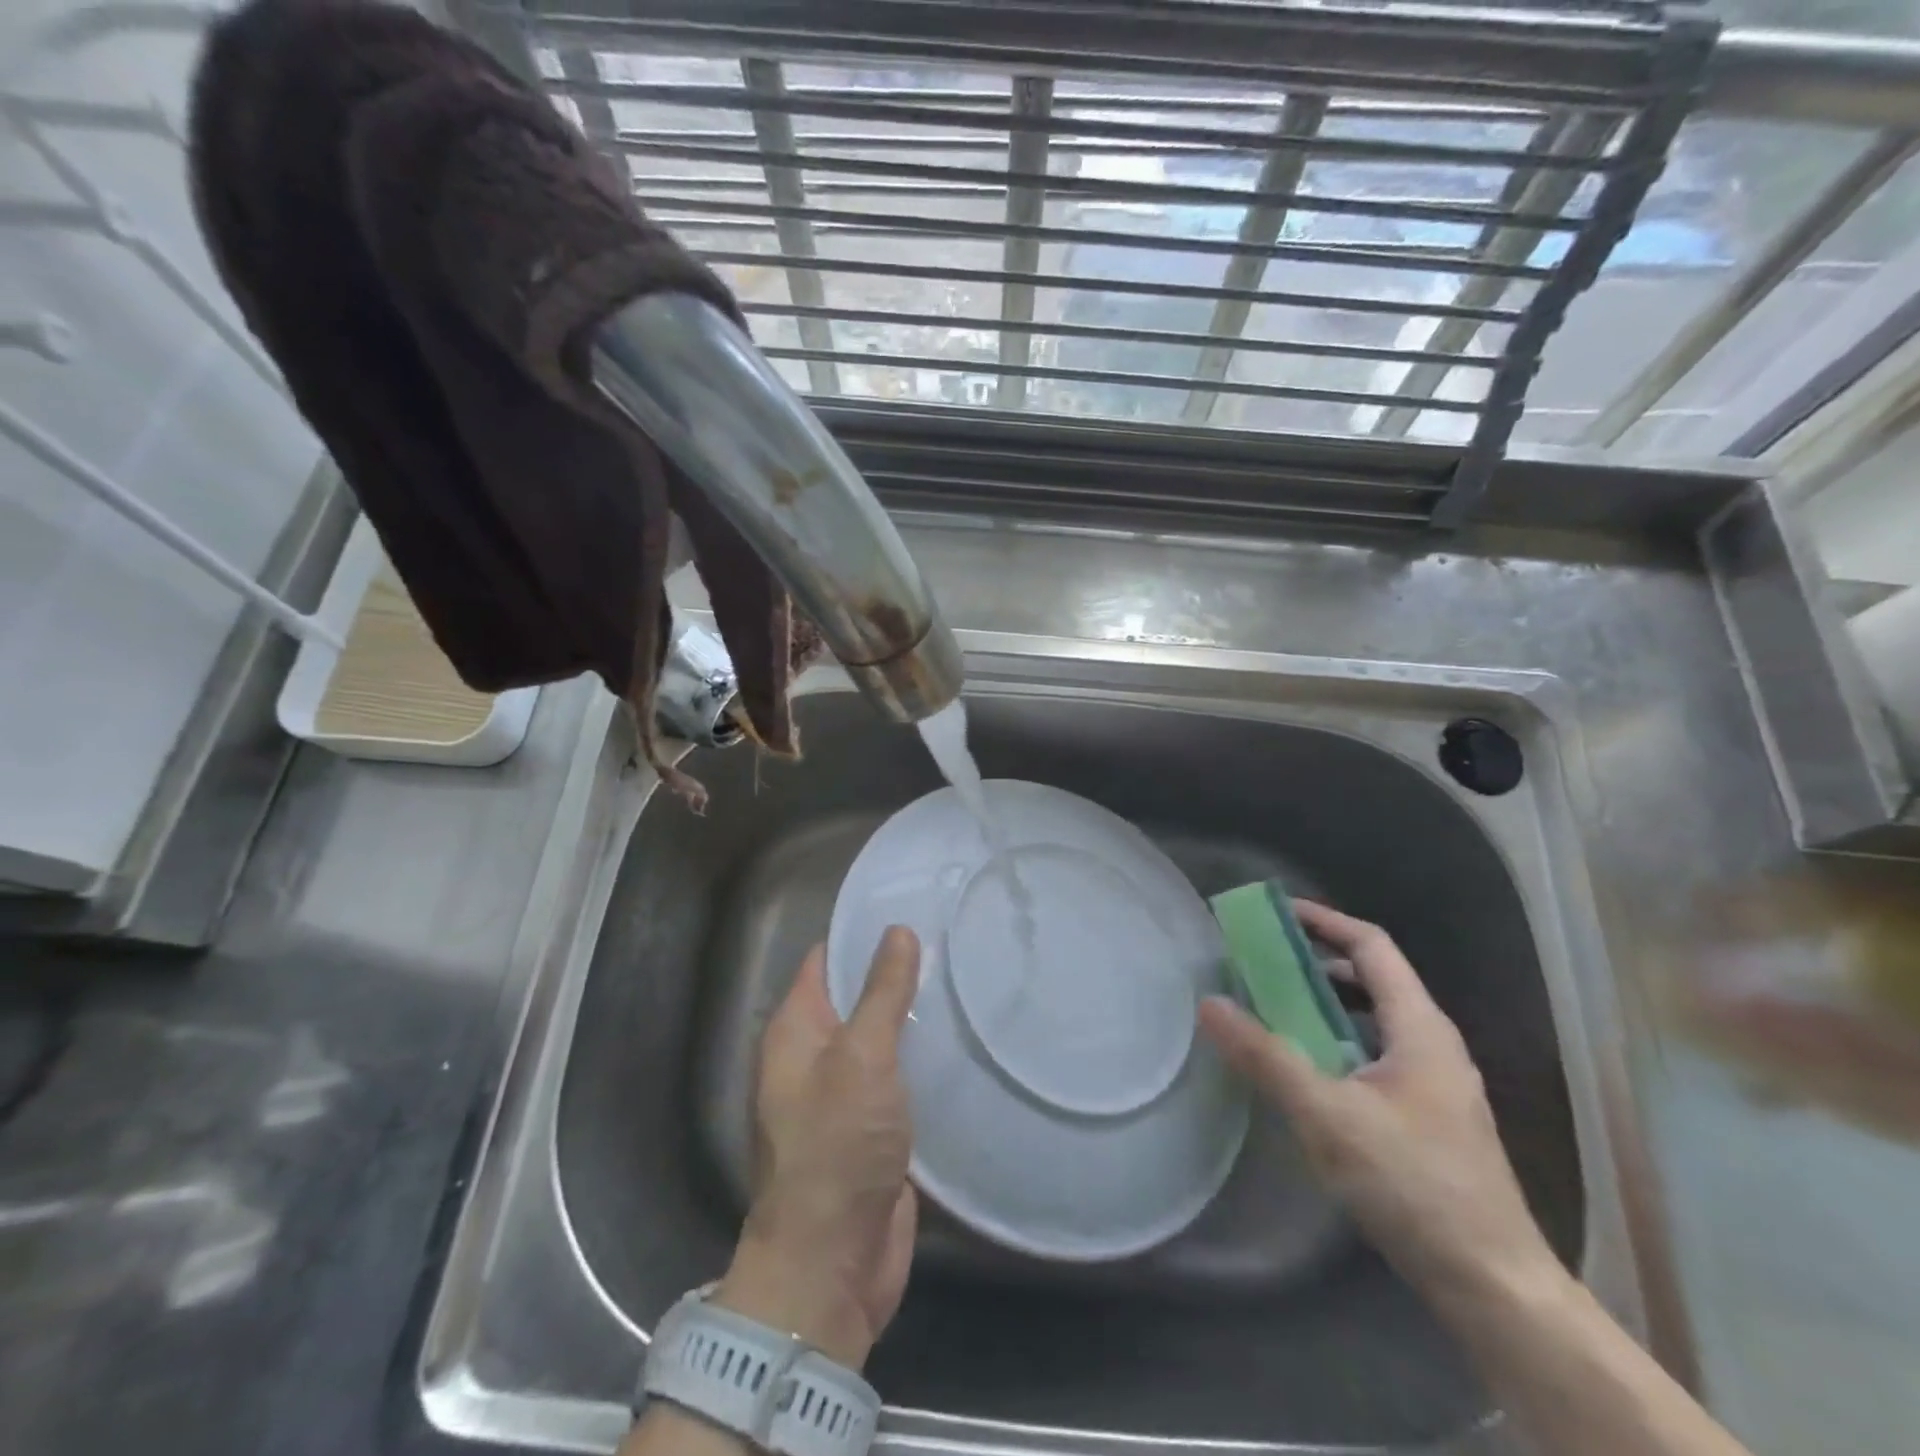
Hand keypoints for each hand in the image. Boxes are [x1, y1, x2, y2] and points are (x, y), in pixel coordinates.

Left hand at [716, 927, 920, 1369]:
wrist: (831, 1264)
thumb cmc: (836, 1147)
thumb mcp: (861, 1058)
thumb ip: (882, 993)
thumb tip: (897, 930)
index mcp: (795, 1030)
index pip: (826, 960)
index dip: (862, 933)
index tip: (911, 906)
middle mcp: (815, 1056)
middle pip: (857, 997)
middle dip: (897, 972)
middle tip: (953, 939)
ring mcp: (846, 1094)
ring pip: (882, 1038)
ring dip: (914, 1017)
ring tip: (966, 978)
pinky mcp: (875, 1127)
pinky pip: (899, 1077)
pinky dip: (922, 1059)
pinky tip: (963, 1040)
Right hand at [1198, 900, 1562, 1315]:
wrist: (1495, 1288)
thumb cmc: (1413, 1186)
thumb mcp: (1327, 1115)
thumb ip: (1266, 1056)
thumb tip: (1209, 1003)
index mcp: (1420, 1028)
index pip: (1371, 946)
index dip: (1324, 921)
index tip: (1275, 913)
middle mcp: (1433, 1045)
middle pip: (1373, 979)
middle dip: (1316, 962)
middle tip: (1262, 963)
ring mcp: (1435, 1084)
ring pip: (1373, 1021)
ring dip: (1325, 1004)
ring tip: (1275, 1010)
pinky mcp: (1429, 1119)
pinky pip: (1374, 1055)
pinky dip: (1336, 1043)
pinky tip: (1307, 1074)